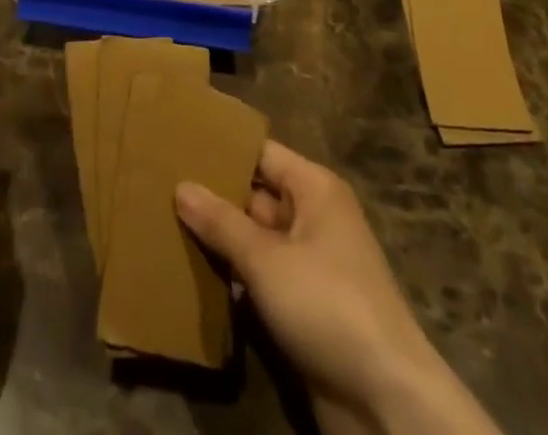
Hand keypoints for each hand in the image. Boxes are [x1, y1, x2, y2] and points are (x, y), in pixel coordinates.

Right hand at [175, 142, 500, 434]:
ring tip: (166, 225)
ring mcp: (312, 264)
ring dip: (221, 239)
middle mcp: (315, 217)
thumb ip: (221, 222)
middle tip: (160, 186)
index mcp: (314, 189)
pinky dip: (235, 275)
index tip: (177, 143)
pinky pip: (263, 276)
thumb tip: (181, 186)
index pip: (261, 152)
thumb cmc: (328, 305)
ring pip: (256, 238)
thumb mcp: (266, 260)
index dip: (222, 148)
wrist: (387, 403)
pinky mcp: (307, 306)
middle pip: (256, 194)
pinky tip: (195, 275)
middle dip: (214, 195)